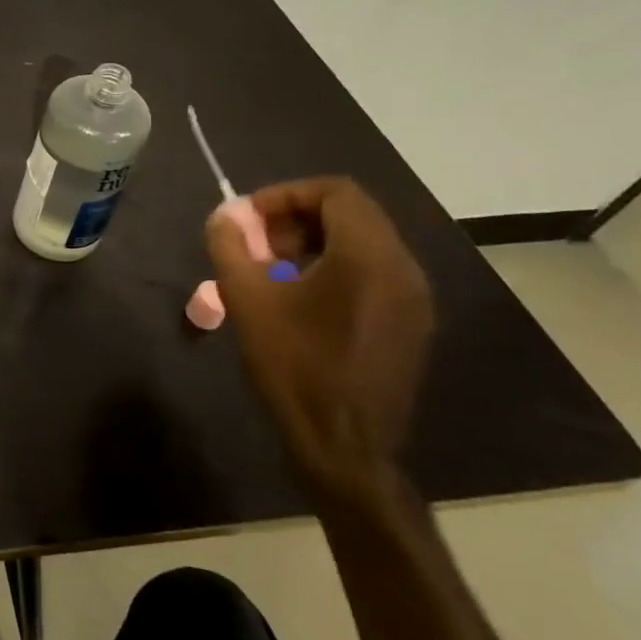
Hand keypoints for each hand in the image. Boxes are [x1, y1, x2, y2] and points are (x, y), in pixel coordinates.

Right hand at [205, 177, 433, 501]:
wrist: (344, 447)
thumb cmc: (294, 366)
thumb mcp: (247, 299)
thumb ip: (231, 245)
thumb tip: (226, 214)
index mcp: (369, 257)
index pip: (335, 192)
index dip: (285, 195)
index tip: (248, 219)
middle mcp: (403, 268)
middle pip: (351, 214)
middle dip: (295, 219)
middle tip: (256, 246)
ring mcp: (414, 299)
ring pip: (362, 243)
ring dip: (313, 243)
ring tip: (271, 273)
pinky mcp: (411, 324)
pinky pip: (373, 273)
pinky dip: (334, 269)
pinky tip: (300, 301)